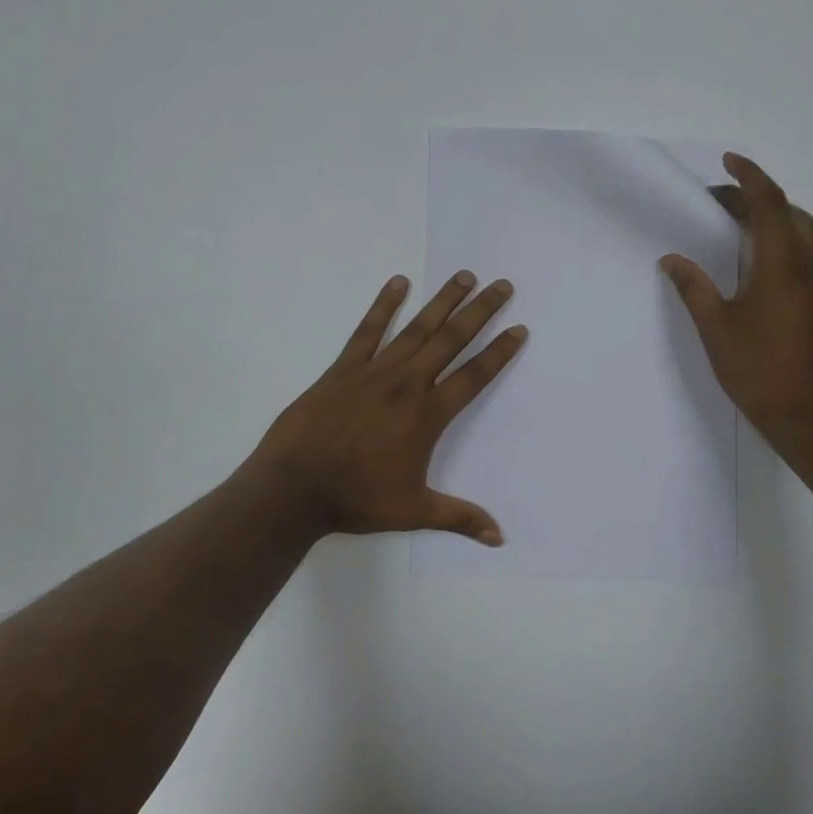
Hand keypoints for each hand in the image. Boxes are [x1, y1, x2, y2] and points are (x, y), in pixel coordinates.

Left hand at [245, 271, 526, 545]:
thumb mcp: (413, 511)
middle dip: (480, 311)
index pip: (474, 376)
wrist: (293, 487)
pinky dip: (384, 305)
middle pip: (451, 340)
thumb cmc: (355, 499)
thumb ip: (458, 517)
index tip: (519, 329)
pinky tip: (398, 282)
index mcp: (428, 416)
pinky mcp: (344, 368)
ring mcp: (374, 371)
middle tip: (502, 285)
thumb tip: (500, 537)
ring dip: (442, 301)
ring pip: (416, 328)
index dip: (499, 352)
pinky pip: (368, 329)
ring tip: (463, 276)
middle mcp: (407, 384)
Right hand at [660, 153, 812, 454]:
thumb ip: (693, 286)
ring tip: (735, 224)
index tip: (728, 161)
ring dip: (770, 215)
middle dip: (754, 196)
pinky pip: (805, 249)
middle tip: (718, 202)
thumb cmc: (757, 368)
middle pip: (786, 210)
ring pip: (800, 229)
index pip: (768, 202)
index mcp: (781, 262)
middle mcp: (808, 263)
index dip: (748, 176)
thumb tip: (672, 259)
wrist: (806, 412)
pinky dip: (781, 236)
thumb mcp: (715, 326)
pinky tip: (756, 257)